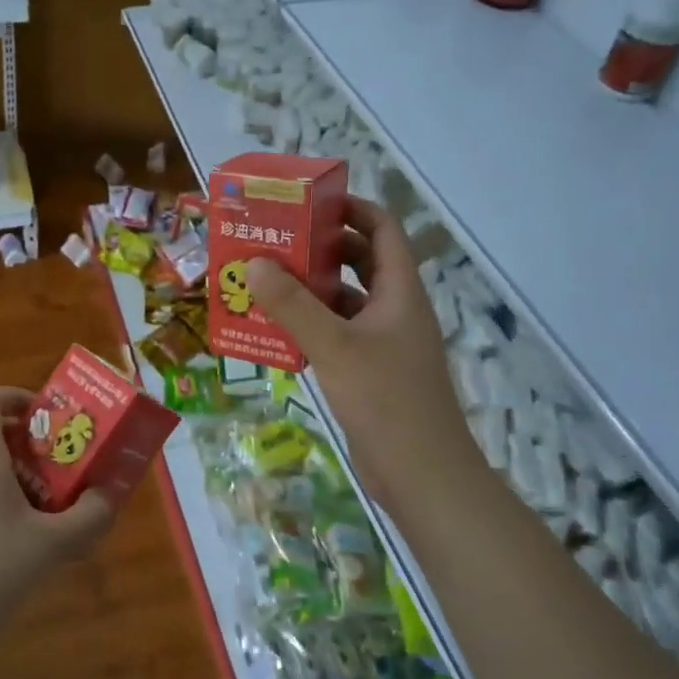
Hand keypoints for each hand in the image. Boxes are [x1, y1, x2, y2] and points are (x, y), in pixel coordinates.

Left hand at [0, 386, 116, 653]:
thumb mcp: (51, 545)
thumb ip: (88, 517)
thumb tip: (108, 496)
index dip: (17, 396)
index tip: (49, 417)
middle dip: (32, 446)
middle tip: (67, 466)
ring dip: (20, 481)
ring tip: (54, 510)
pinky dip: (2, 509)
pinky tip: (25, 548)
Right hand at [246, 197, 459, 511]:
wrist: (421, 475)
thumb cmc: (386, 400)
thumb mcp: (334, 346)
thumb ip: (293, 305)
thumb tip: (256, 262)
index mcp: (399, 292)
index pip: (382, 230)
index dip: (352, 209)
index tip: (310, 203)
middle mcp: (394, 310)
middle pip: (360, 263)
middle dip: (321, 249)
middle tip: (276, 241)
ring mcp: (383, 343)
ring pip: (344, 302)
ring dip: (310, 291)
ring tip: (265, 282)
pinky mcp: (369, 372)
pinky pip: (336, 335)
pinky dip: (309, 327)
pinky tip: (275, 332)